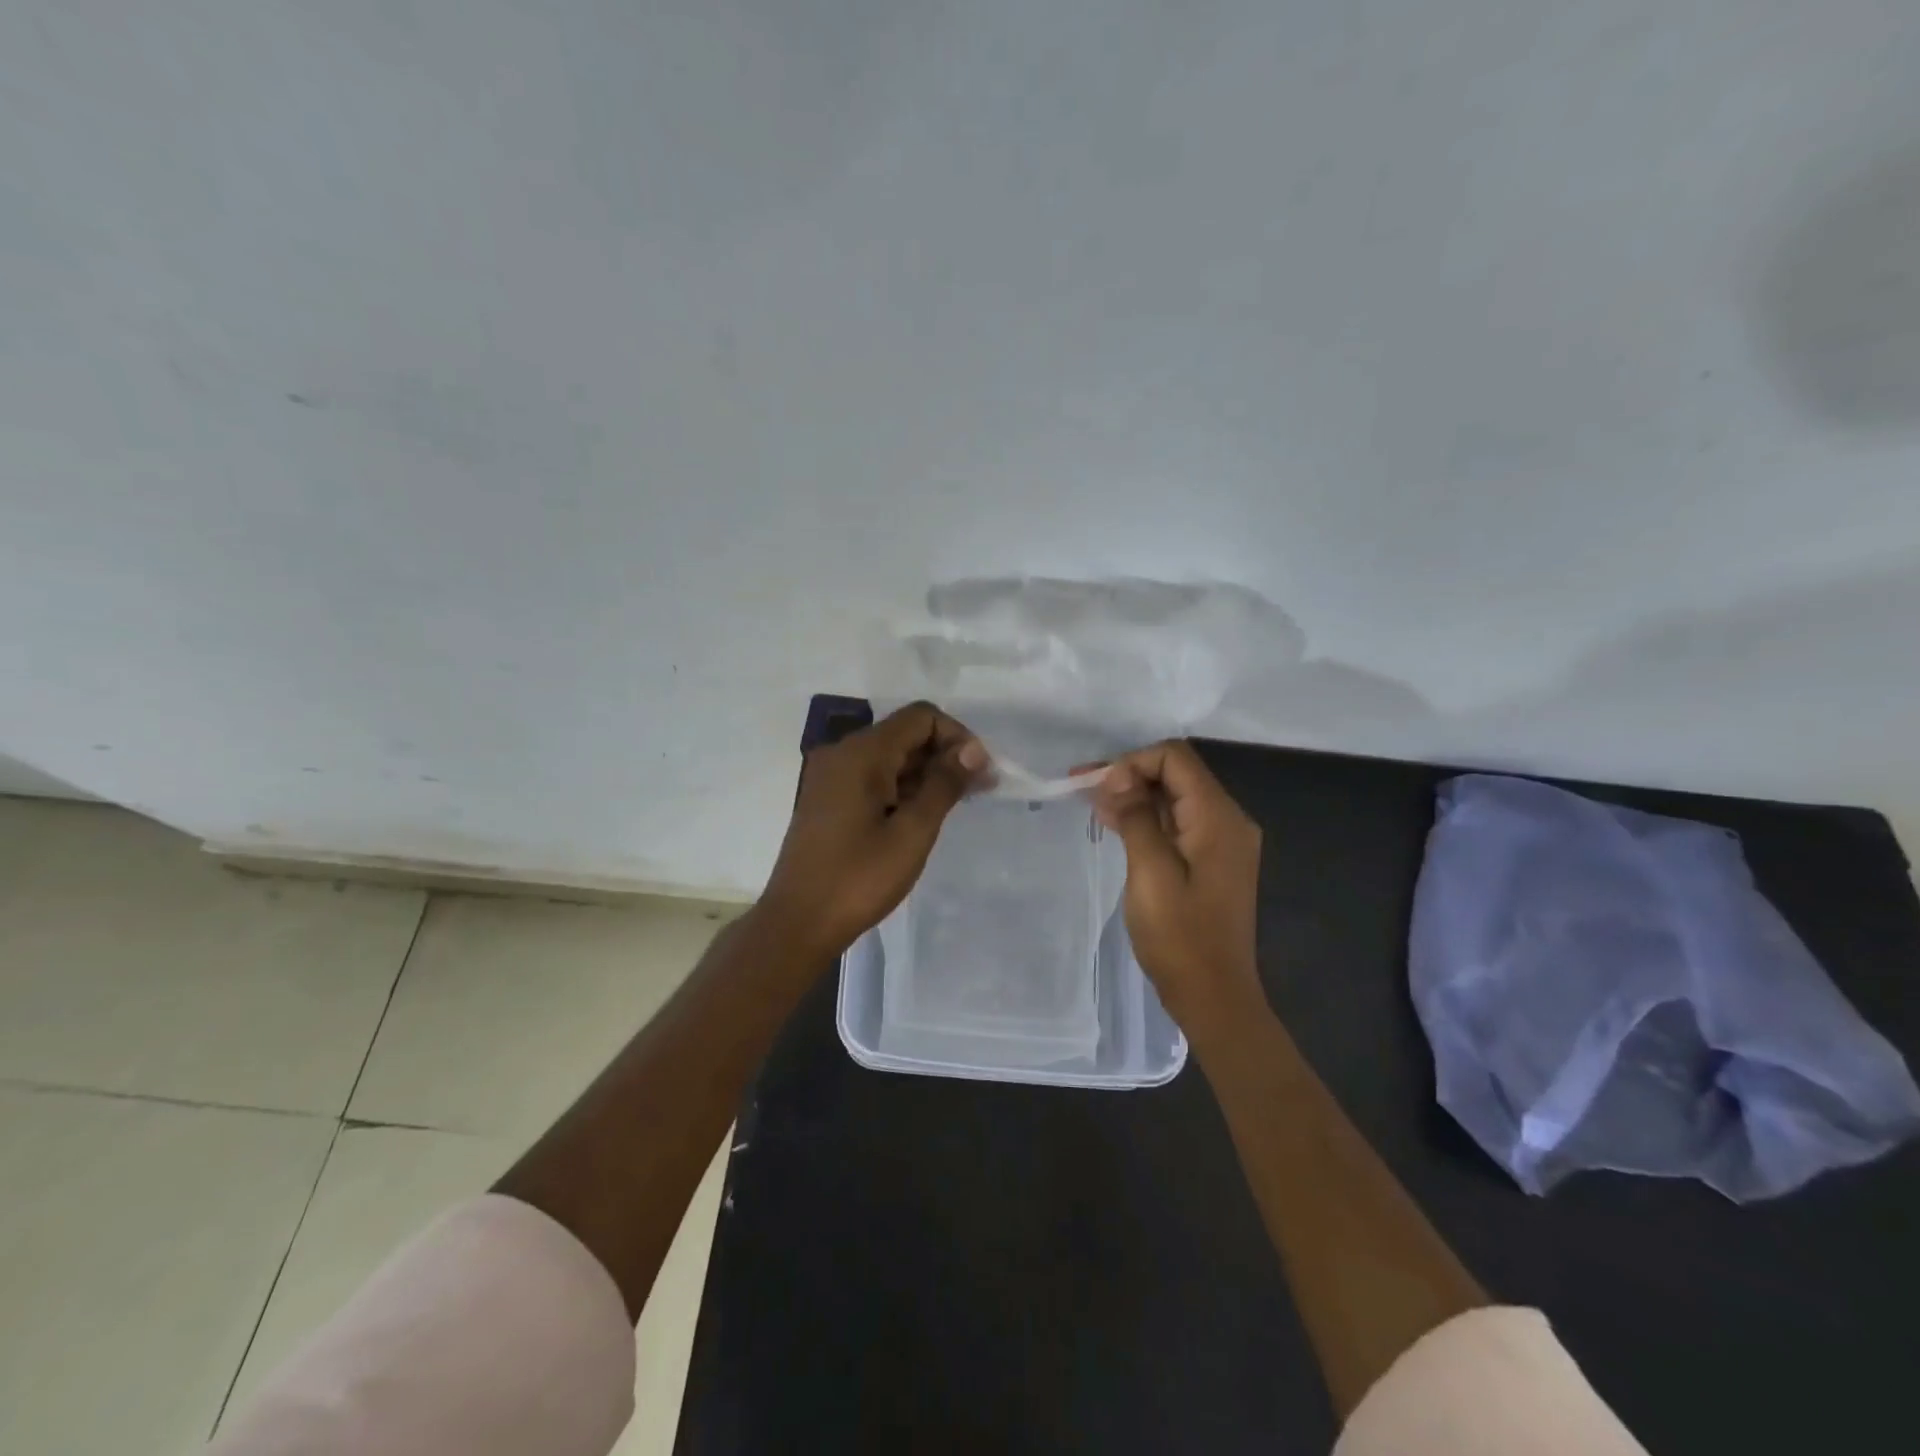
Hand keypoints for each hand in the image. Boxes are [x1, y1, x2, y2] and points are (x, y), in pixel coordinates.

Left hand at [759, 702, 986, 959]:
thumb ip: (945, 784)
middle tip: (979, 791)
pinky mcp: (827, 798)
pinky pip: (873, 777)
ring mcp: (831, 776)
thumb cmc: (859, 879)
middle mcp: (843, 753)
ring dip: (925, 773)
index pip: (921, 717)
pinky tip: (921, 815)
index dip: (957, 736)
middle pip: (905, 734)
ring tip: (956, 806)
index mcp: (862, 753)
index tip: (980, 773)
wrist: (797, 923)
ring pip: (890, 757)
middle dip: (945, 755)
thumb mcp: (912, 832)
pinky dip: (902, 787)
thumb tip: (974, 749)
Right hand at [1088, 740, 1264, 1036]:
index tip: (1098, 787)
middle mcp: (1228, 820)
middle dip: (1130, 775)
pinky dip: (1147, 818)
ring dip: (1135, 795)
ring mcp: (1222, 841)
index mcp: (1219, 818)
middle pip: (1177, 774)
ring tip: (1092, 805)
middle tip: (1083, 788)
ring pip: (1175, 797)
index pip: (1176, 758)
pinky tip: (1115, 824)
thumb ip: (1136, 817)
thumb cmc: (1180, 937)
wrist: (1213, 995)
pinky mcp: (1212, 859)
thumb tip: (1117, 777)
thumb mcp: (1151, 873)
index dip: (1133, 762)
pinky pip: (1178, 822)